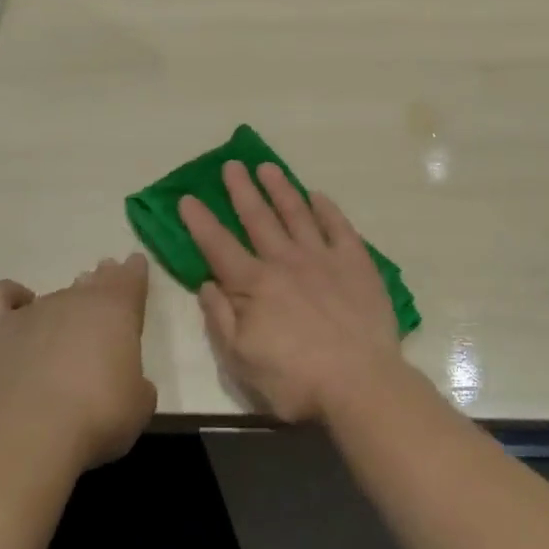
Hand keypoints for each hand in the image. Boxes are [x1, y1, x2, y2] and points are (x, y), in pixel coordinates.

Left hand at [0, 254, 156, 469]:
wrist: (28, 433)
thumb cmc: (98, 416)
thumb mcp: (139, 404)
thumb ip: (135, 383)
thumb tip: (125, 382)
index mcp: (117, 311)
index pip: (130, 278)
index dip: (134, 272)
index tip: (135, 265)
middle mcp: (75, 301)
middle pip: (92, 282)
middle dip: (100, 282)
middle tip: (103, 287)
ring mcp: (32, 312)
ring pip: (53, 294)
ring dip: (63, 302)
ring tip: (65, 319)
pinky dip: (10, 296)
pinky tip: (16, 303)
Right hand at [179, 161, 405, 423]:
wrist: (361, 384)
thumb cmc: (296, 380)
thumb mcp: (242, 360)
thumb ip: (221, 318)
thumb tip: (207, 283)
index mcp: (254, 285)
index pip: (219, 247)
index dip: (200, 222)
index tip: (187, 197)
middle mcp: (285, 262)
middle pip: (258, 218)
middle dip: (241, 191)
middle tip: (231, 165)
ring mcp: (323, 258)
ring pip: (297, 213)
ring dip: (280, 189)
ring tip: (268, 167)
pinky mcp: (357, 263)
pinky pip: (339, 227)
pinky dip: (327, 209)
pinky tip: (318, 196)